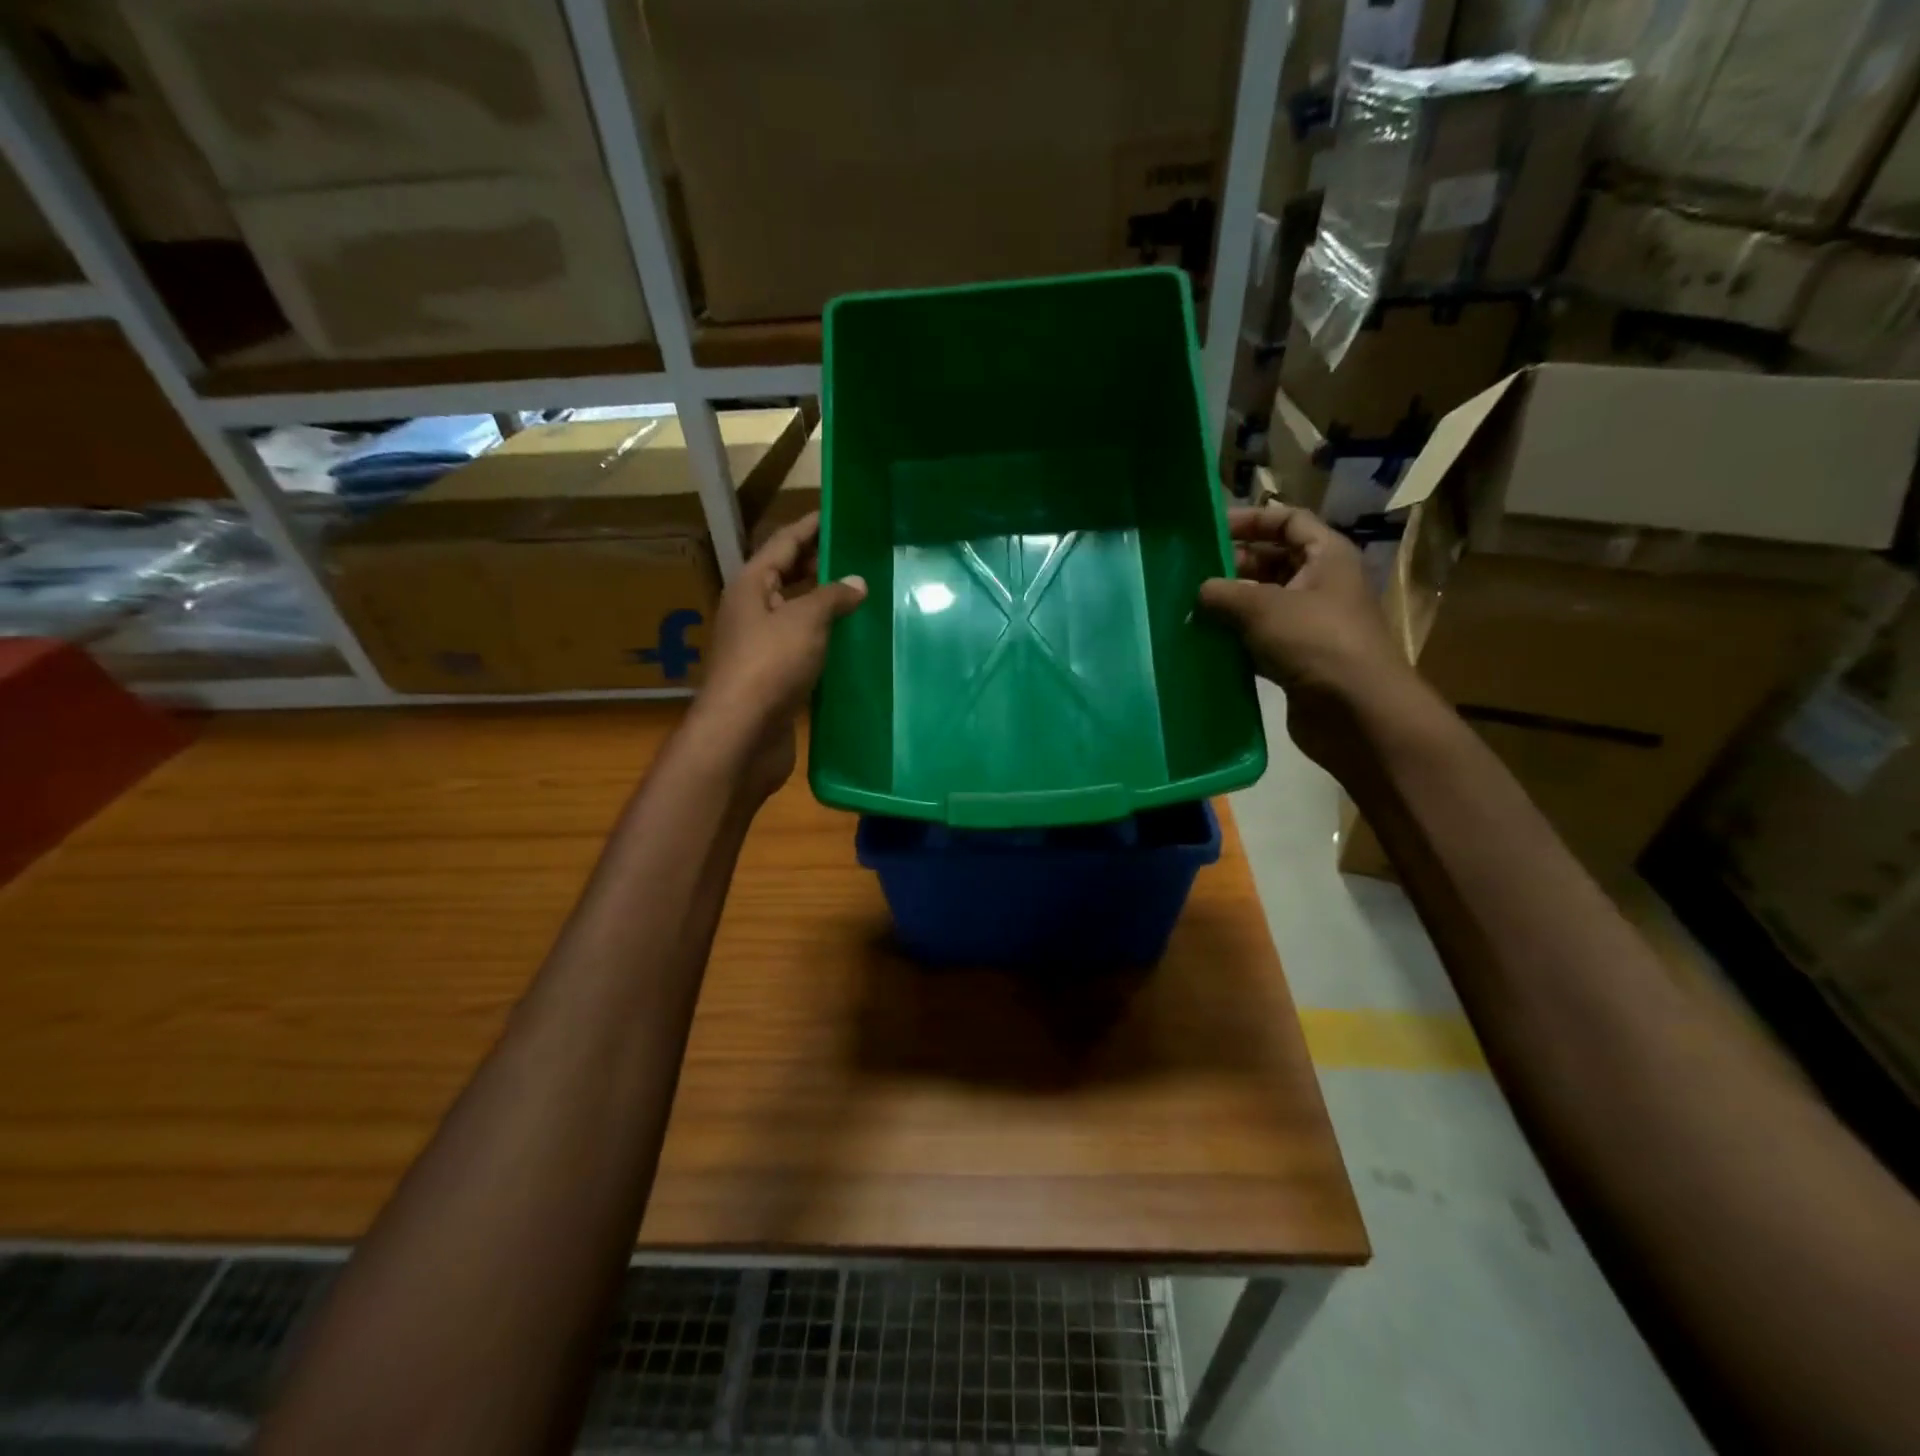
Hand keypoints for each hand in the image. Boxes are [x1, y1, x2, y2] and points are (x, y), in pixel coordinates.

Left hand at [692, 512, 865, 799]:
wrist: (743, 734)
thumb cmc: (770, 666)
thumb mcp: (805, 620)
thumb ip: (832, 596)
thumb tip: (856, 582)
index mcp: (752, 585)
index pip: (784, 542)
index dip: (810, 525)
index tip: (838, 511)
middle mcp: (753, 610)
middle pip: (789, 576)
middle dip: (820, 564)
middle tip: (860, 553)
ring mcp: (763, 645)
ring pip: (798, 613)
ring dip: (826, 604)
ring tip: (865, 593)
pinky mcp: (776, 677)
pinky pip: (805, 646)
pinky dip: (827, 639)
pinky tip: (853, 640)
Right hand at [1198, 505, 1425, 771]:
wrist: (1356, 711)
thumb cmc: (1315, 642)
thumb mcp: (1263, 607)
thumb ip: (1224, 593)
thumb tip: (1200, 591)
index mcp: (1326, 556)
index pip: (1288, 521)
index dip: (1251, 520)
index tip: (1210, 530)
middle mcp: (1321, 585)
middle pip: (1273, 561)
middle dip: (1233, 565)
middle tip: (1191, 575)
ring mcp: (1310, 624)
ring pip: (1263, 603)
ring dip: (1230, 605)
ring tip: (1189, 608)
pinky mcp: (1298, 660)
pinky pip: (1260, 639)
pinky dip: (1236, 639)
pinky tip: (1205, 643)